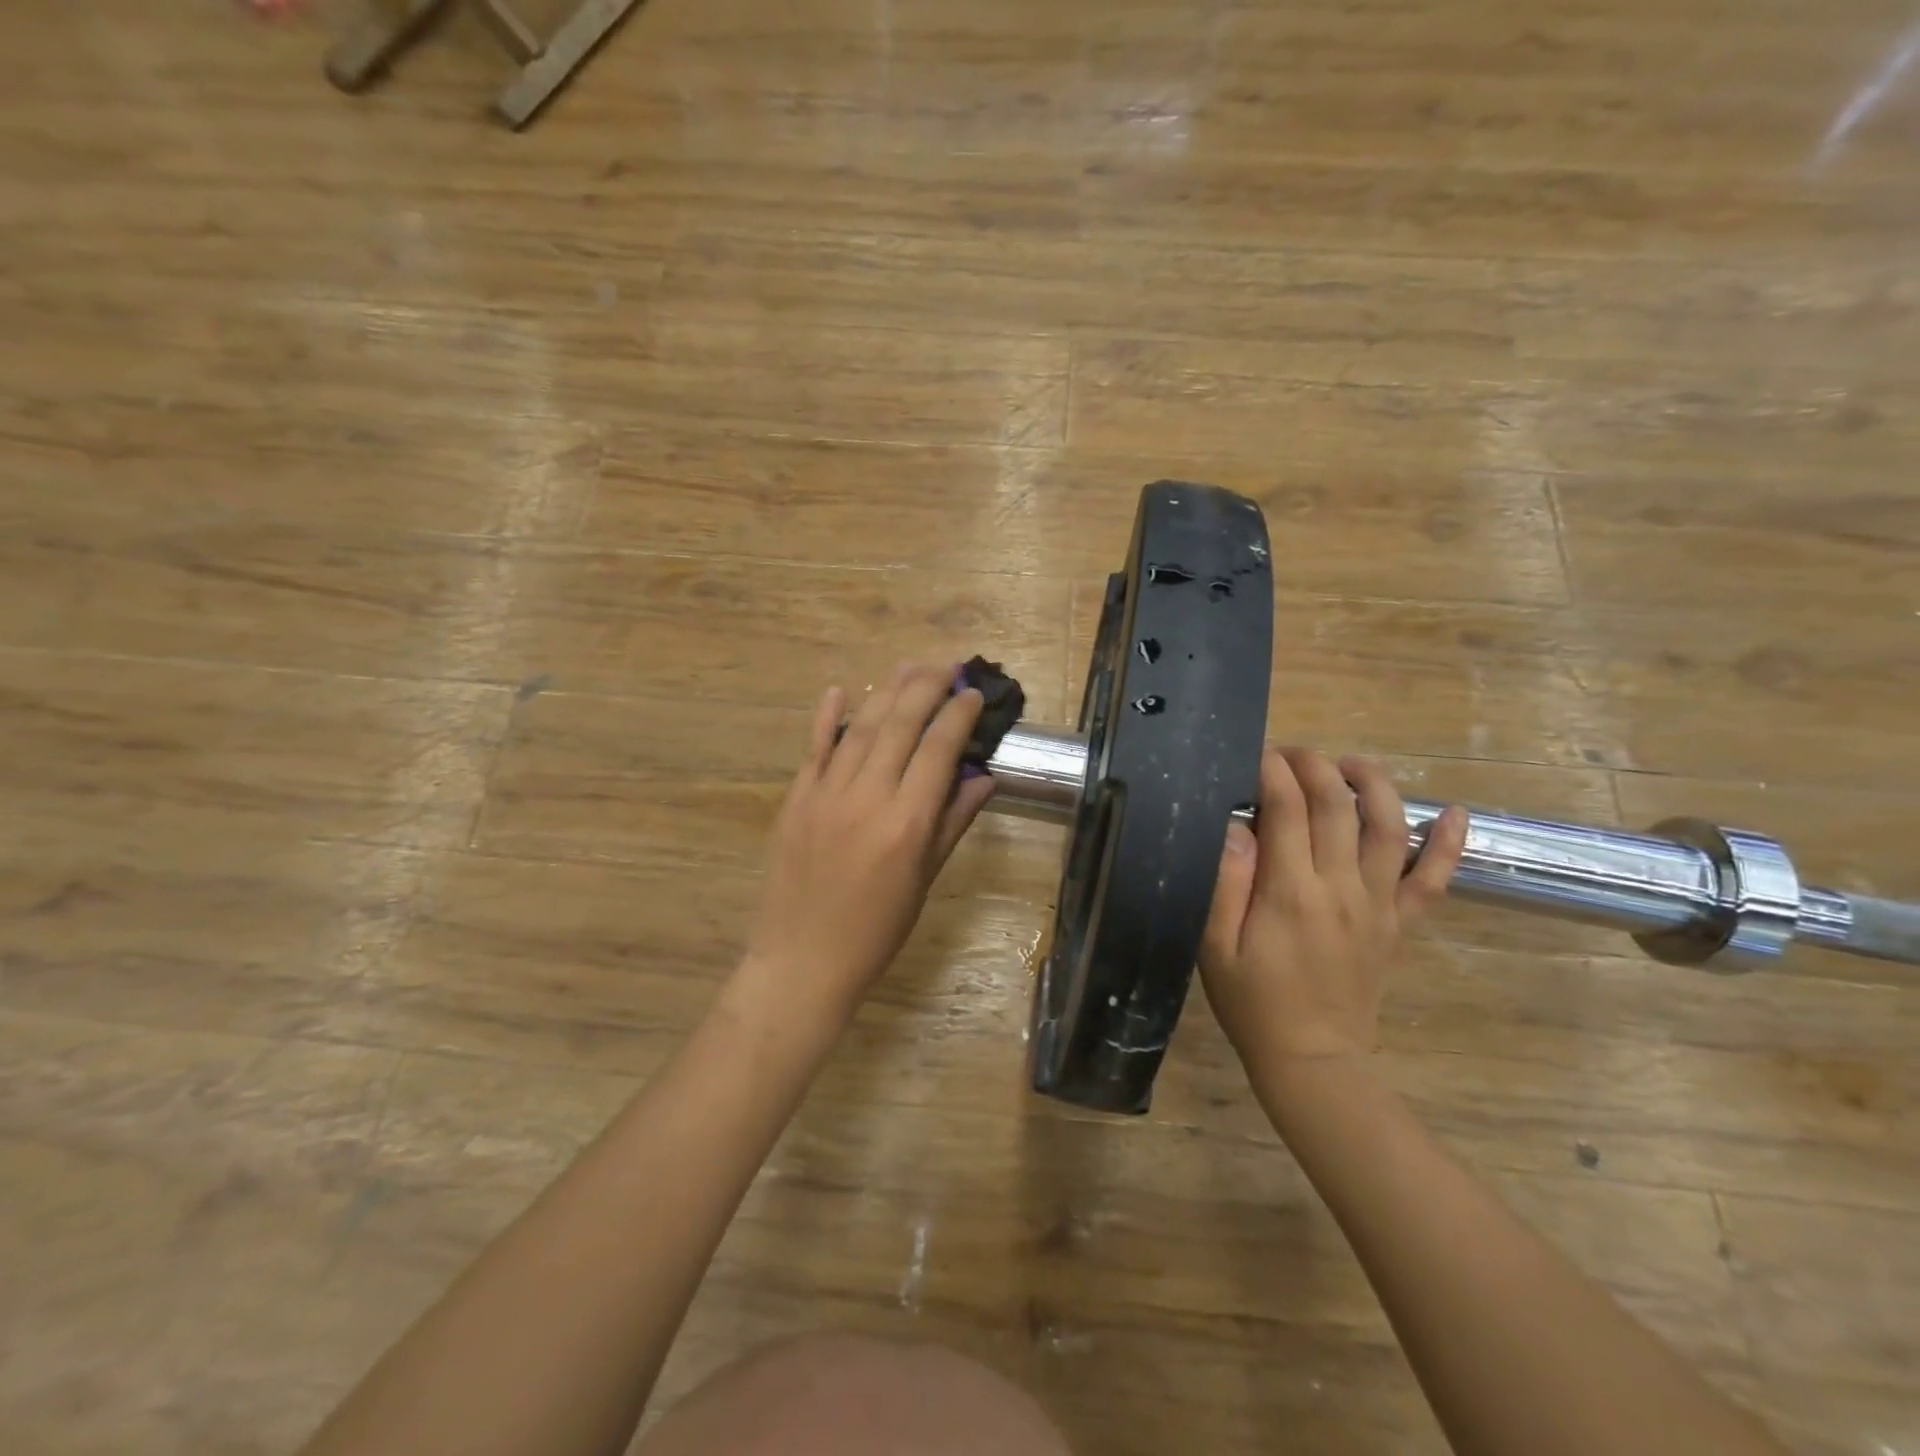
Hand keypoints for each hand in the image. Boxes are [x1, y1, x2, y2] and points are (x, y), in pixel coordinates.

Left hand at [739, 664, 997, 1023]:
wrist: (802, 960)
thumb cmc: (876, 930)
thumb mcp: (924, 880)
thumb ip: (952, 823)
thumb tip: (983, 778)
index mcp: (907, 822)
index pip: (939, 750)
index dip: (959, 715)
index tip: (973, 694)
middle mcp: (867, 797)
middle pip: (901, 724)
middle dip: (927, 687)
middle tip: (947, 666)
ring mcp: (826, 794)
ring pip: (861, 727)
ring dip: (887, 691)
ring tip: (909, 667)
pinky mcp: (796, 798)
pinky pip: (815, 748)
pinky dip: (828, 716)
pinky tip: (841, 689)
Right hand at [1199, 747, 1467, 1075]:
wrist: (1313, 1061)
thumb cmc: (1253, 1002)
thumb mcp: (1216, 946)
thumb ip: (1226, 883)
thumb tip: (1236, 825)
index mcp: (1291, 892)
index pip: (1288, 808)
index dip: (1273, 771)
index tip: (1255, 754)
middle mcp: (1342, 887)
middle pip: (1337, 805)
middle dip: (1314, 765)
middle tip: (1290, 752)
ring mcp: (1378, 904)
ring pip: (1389, 828)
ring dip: (1373, 784)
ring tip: (1350, 762)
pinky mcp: (1398, 923)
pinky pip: (1434, 880)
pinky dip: (1449, 844)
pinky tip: (1457, 813)